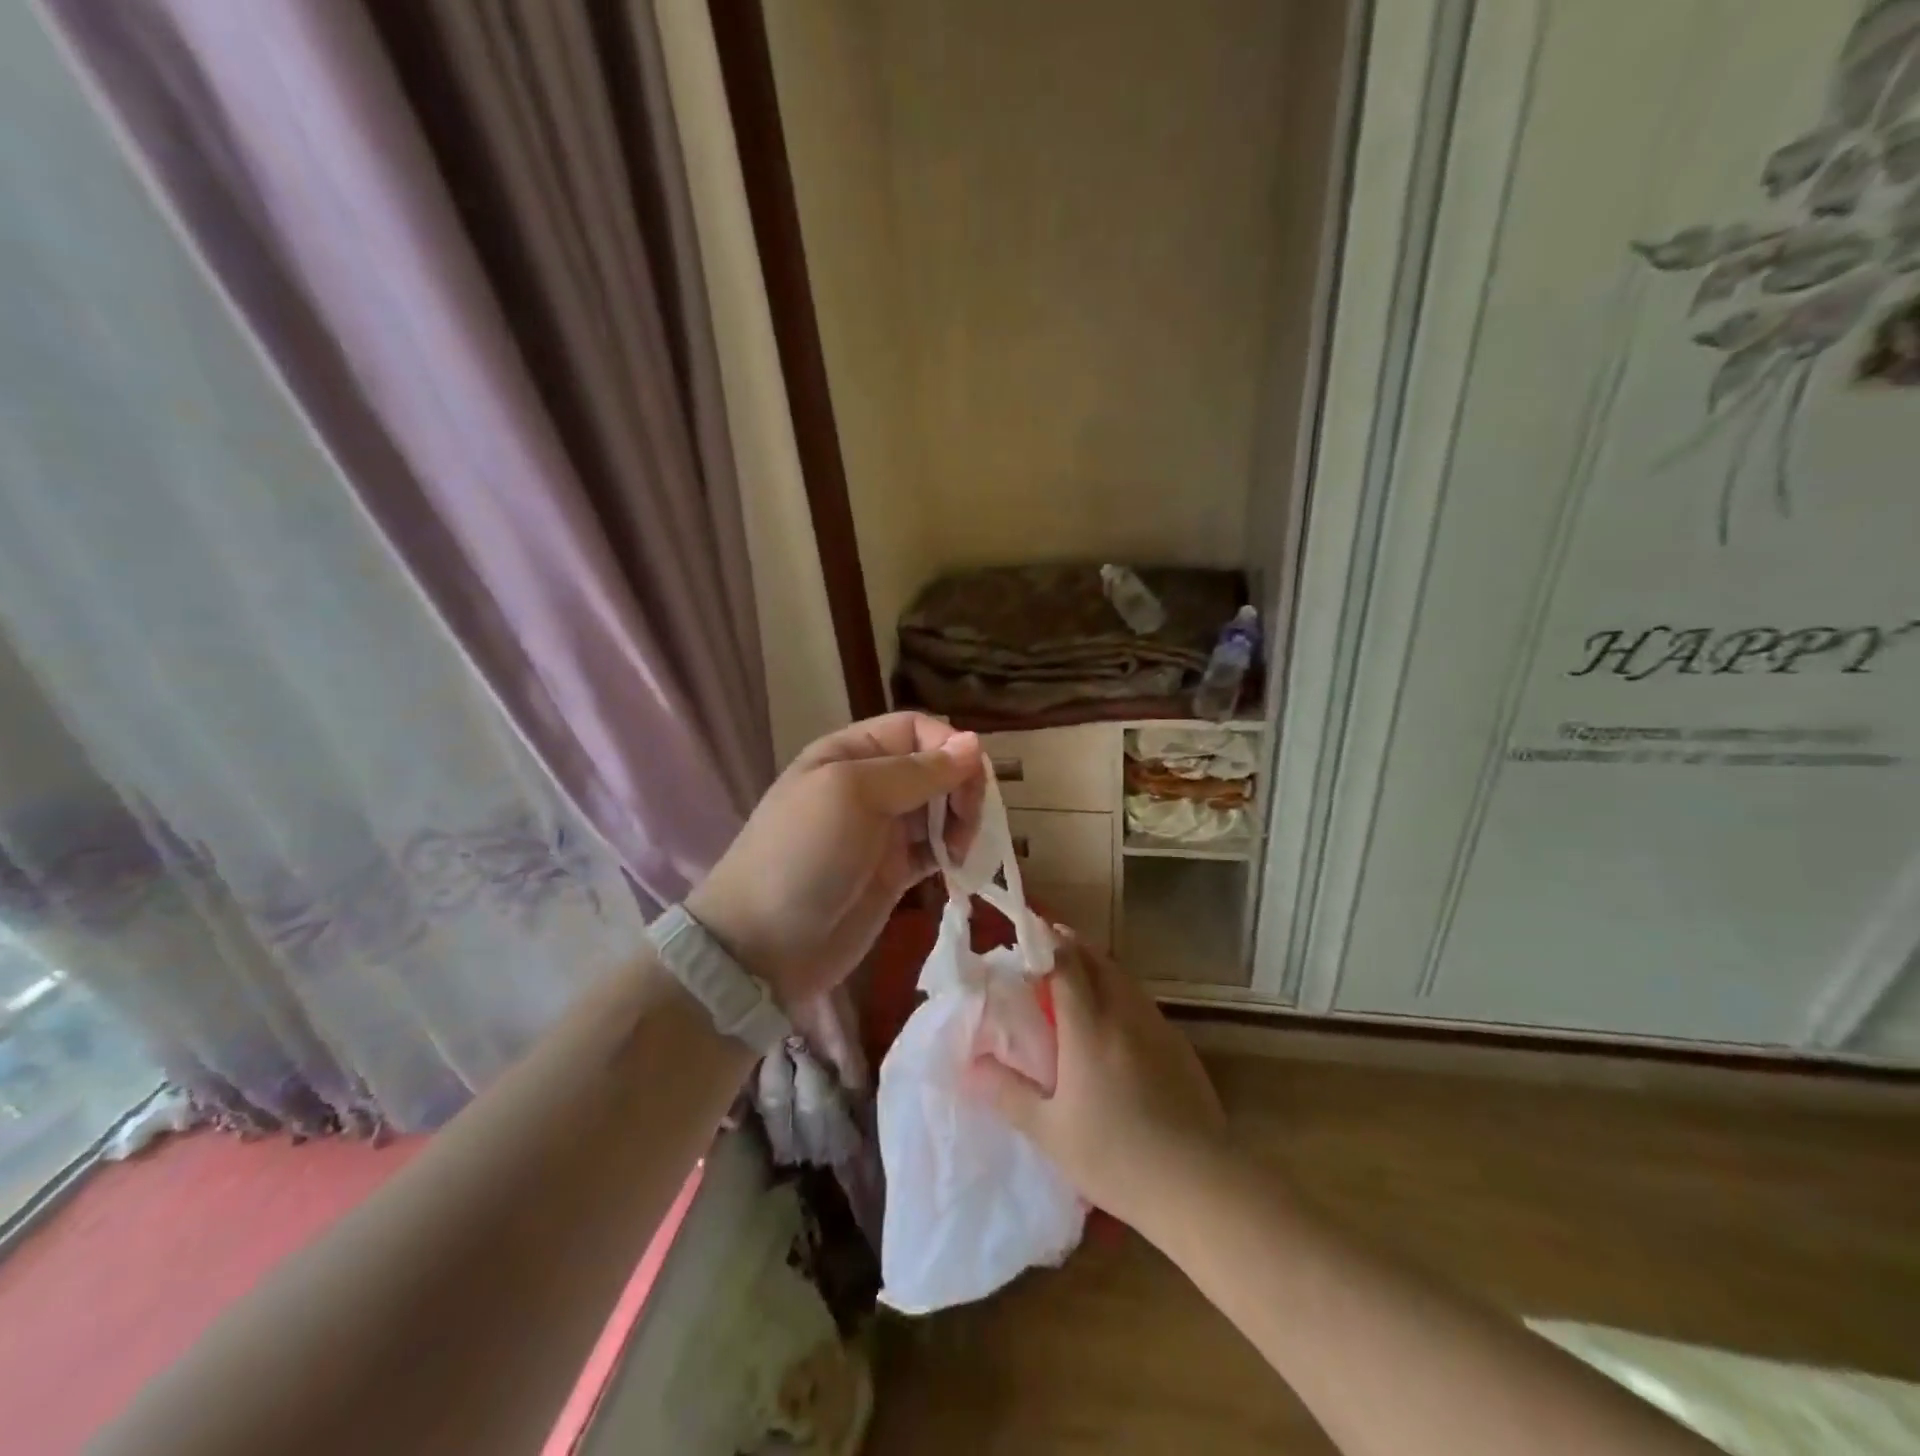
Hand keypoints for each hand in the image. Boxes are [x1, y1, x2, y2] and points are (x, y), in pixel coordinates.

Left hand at [686, 712, 984, 1005]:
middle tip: (967, 822)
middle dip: (960, 786)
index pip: (915, 729)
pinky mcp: (893, 872)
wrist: (763, 947)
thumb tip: (974, 743)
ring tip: (959, 850)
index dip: (948, 746)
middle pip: (934, 767)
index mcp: (851, 753)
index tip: (970, 779)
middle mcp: (869, 785)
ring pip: (940, 808)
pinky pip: (935, 849)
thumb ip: (916, 770)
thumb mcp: (853, 794)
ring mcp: (882, 831)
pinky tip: (957, 866)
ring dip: (961, 821)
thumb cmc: (804, 854)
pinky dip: (952, 852)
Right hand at [966, 934, 1227, 1228]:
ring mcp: (1157, 1027)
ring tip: (1078, 978)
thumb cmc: (1116, 1157)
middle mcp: (1124, 1014)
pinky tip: (1115, 1023)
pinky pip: (1142, 1003)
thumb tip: (969, 1066)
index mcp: (1089, 1028)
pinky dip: (1122, 993)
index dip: (1046, 944)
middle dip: (1072, 945)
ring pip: (1124, 979)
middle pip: (1098, 960)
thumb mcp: (1049, 1131)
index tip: (1028, 937)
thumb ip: (1007, 1093)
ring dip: (1099, 966)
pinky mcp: (1179, 1046)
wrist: (1198, 1184)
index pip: (1066, 964)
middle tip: (1049, 948)